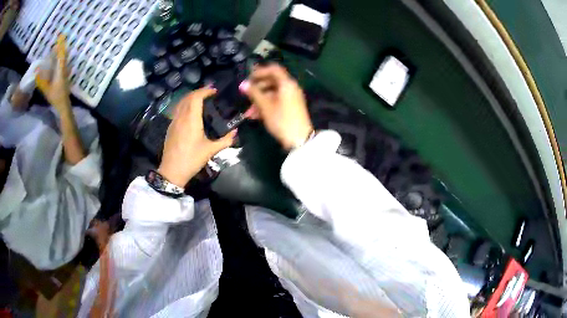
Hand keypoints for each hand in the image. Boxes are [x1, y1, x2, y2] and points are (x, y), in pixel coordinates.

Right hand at [36, 34, 71, 113]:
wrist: (64, 106)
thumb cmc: (56, 98)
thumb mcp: (47, 90)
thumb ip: (41, 82)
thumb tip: (36, 72)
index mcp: (61, 70)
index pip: (61, 54)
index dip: (61, 45)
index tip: (60, 36)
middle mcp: (64, 69)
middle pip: (63, 55)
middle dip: (60, 47)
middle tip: (57, 41)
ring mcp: (65, 73)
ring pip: (63, 59)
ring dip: (60, 53)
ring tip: (56, 49)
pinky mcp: (64, 77)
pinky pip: (62, 64)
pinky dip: (60, 59)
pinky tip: (56, 61)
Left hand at [158, 88, 237, 186]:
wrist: (172, 171)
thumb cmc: (192, 159)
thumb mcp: (210, 151)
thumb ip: (225, 140)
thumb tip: (236, 132)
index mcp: (191, 120)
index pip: (196, 97)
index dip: (205, 91)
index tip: (214, 91)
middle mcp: (181, 117)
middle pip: (187, 97)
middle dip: (198, 92)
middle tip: (209, 94)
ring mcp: (173, 122)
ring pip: (181, 103)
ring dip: (190, 98)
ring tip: (200, 100)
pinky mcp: (170, 127)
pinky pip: (177, 110)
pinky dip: (185, 105)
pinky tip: (190, 112)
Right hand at [244, 64, 312, 149]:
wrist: (300, 140)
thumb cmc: (282, 120)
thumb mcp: (265, 107)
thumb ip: (254, 93)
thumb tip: (243, 84)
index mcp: (287, 84)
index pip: (273, 69)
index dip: (260, 71)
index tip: (248, 78)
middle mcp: (291, 88)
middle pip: (272, 81)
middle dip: (257, 88)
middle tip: (246, 94)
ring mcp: (291, 98)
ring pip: (272, 93)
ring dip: (259, 100)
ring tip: (248, 111)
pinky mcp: (291, 107)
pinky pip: (276, 101)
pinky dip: (266, 105)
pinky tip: (255, 116)